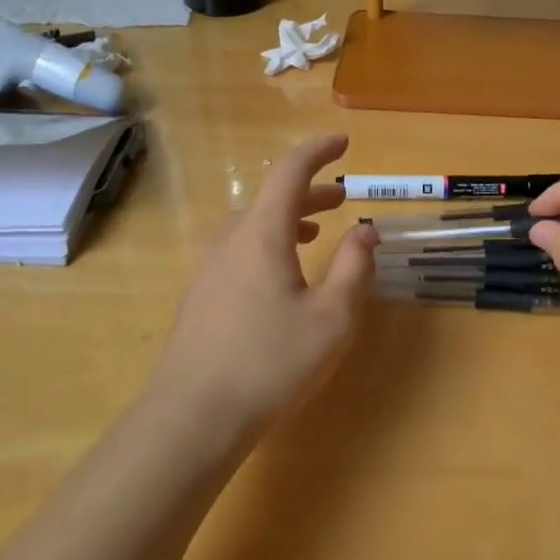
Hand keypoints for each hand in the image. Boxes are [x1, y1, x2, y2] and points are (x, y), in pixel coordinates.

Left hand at [147, 134, 376, 432]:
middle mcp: (229, 240)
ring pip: (252, 224)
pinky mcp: (199, 295)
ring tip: (316, 231)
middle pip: (270, 198)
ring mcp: (208, 268)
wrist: (193, 417)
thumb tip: (366, 230)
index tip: (344, 142)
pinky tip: (279, 274)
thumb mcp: (331, 318)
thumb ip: (354, 267)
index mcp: (261, 234)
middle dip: (310, 191)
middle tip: (342, 197)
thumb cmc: (271, 363)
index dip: (318, 151)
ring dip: (287, 218)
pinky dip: (267, 241)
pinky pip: (237, 248)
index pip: (289, 172)